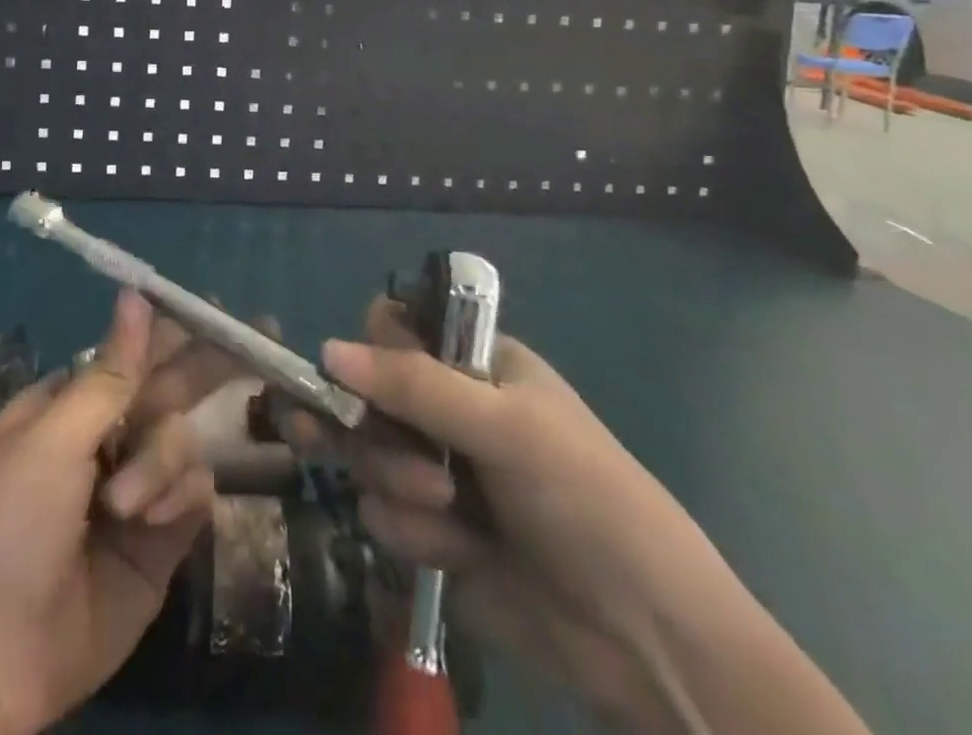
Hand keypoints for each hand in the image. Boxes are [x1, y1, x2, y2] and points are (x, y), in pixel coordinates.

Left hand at [0, 289, 236, 734]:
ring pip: (183, 440)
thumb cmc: (6, 526)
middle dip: (207, 367)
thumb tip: (136, 294)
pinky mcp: (161, 539)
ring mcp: (136, 487)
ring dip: (161, 462)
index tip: (219, 308)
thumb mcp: (52, 440)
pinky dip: (177, 498)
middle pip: (170, 388)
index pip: (134, 351)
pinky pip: (193, 491)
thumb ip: (110, 374)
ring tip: (125, 504)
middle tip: (261, 340)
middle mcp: (107, 437)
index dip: (174, 328)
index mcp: (71, 403)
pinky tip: (150, 523)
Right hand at [290, 298, 871, 734]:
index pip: (392, 332)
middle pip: (365, 395)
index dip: (369, 352)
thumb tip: (325, 351)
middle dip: (363, 425)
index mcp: (471, 365)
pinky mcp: (430, 533)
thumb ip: (413, 385)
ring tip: (446, 509)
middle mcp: (446, 409)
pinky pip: (382, 516)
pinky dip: (414, 534)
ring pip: (367, 456)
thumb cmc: (583, 498)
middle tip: (336, 438)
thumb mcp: (504, 427)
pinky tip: (459, 553)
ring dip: (396, 482)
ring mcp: (435, 471)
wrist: (645, 639)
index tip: (359, 379)